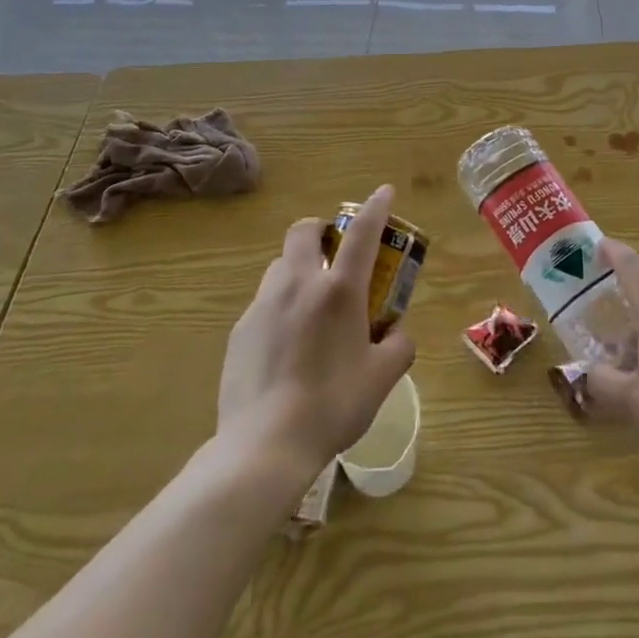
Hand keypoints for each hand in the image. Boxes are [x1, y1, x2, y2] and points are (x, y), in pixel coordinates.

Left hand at [216, 185, 416, 475]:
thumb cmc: (332, 406)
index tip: (383, 192)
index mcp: (338, 291)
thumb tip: (396, 334)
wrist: (263, 446)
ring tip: (311, 302)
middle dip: (321, 229)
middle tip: (334, 251)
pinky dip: (281, 305)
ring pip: (280, 264)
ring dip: (299, 267)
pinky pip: (265, 301)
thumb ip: (398, 347)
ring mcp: (263, 304)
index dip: (376, 207)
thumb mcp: (382, 378)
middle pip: (304, 231)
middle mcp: (298, 285)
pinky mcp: (240, 329)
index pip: (362, 233)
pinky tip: (287, 343)